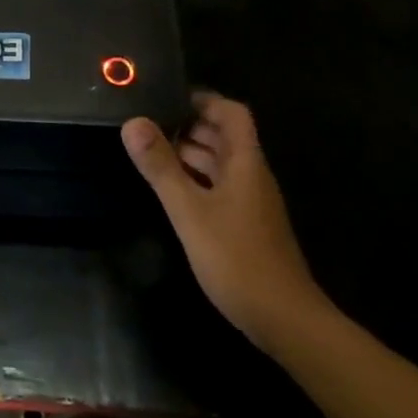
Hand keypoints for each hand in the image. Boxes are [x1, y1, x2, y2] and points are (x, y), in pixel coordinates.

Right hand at [121, 91, 330, 349]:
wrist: (285, 319)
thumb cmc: (237, 258)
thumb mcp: (190, 210)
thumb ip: (160, 166)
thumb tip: (133, 122)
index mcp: (245, 162)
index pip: (232, 113)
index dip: (203, 100)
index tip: (167, 98)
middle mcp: (251, 175)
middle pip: (224, 137)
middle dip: (189, 125)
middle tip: (148, 122)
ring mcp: (250, 202)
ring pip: (220, 164)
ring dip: (190, 153)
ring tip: (151, 151)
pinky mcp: (246, 225)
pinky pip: (219, 187)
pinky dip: (196, 180)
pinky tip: (171, 190)